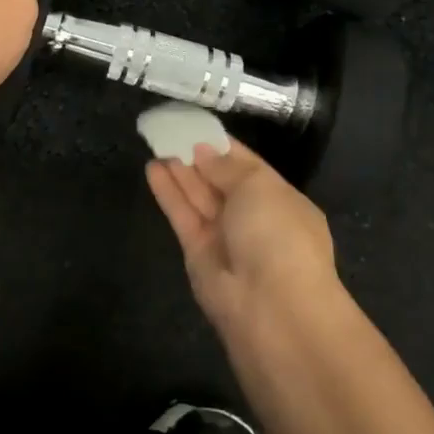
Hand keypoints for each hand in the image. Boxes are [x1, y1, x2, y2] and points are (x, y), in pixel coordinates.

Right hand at [146, 139, 340, 338]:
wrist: (272, 309)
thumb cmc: (277, 236)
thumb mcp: (259, 187)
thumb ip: (227, 166)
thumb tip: (204, 151)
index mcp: (281, 200)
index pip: (248, 165)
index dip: (222, 145)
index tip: (195, 124)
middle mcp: (254, 218)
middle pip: (220, 180)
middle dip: (197, 156)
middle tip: (168, 130)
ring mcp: (225, 237)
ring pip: (198, 197)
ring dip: (179, 170)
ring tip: (155, 142)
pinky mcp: (198, 254)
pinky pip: (183, 216)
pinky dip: (168, 192)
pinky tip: (152, 168)